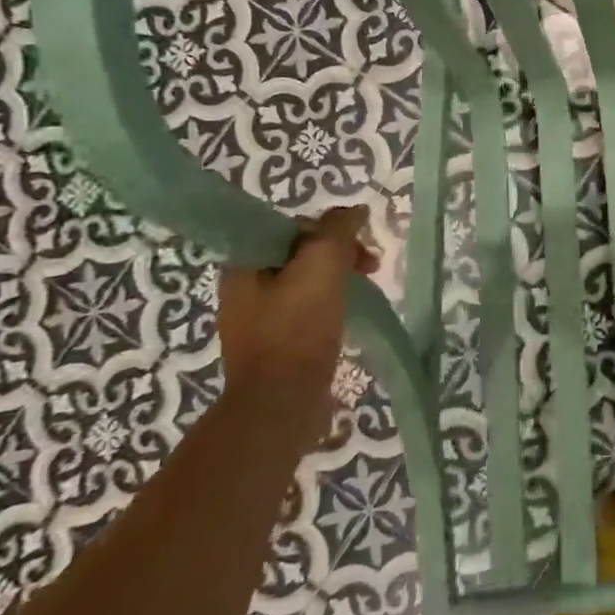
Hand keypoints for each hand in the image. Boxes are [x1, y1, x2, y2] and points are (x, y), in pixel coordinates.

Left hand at [216, 207, 380, 436]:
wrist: (280, 404)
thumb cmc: (298, 329)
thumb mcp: (321, 266)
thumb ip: (336, 230)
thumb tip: (352, 211)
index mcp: (244, 264)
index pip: (292, 227)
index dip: (330, 230)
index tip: (359, 245)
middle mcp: (244, 288)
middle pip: (300, 253)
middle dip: (339, 253)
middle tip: (371, 267)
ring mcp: (258, 319)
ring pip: (306, 282)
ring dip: (338, 279)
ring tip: (364, 292)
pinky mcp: (274, 345)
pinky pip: (306, 310)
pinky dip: (330, 305)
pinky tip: (347, 317)